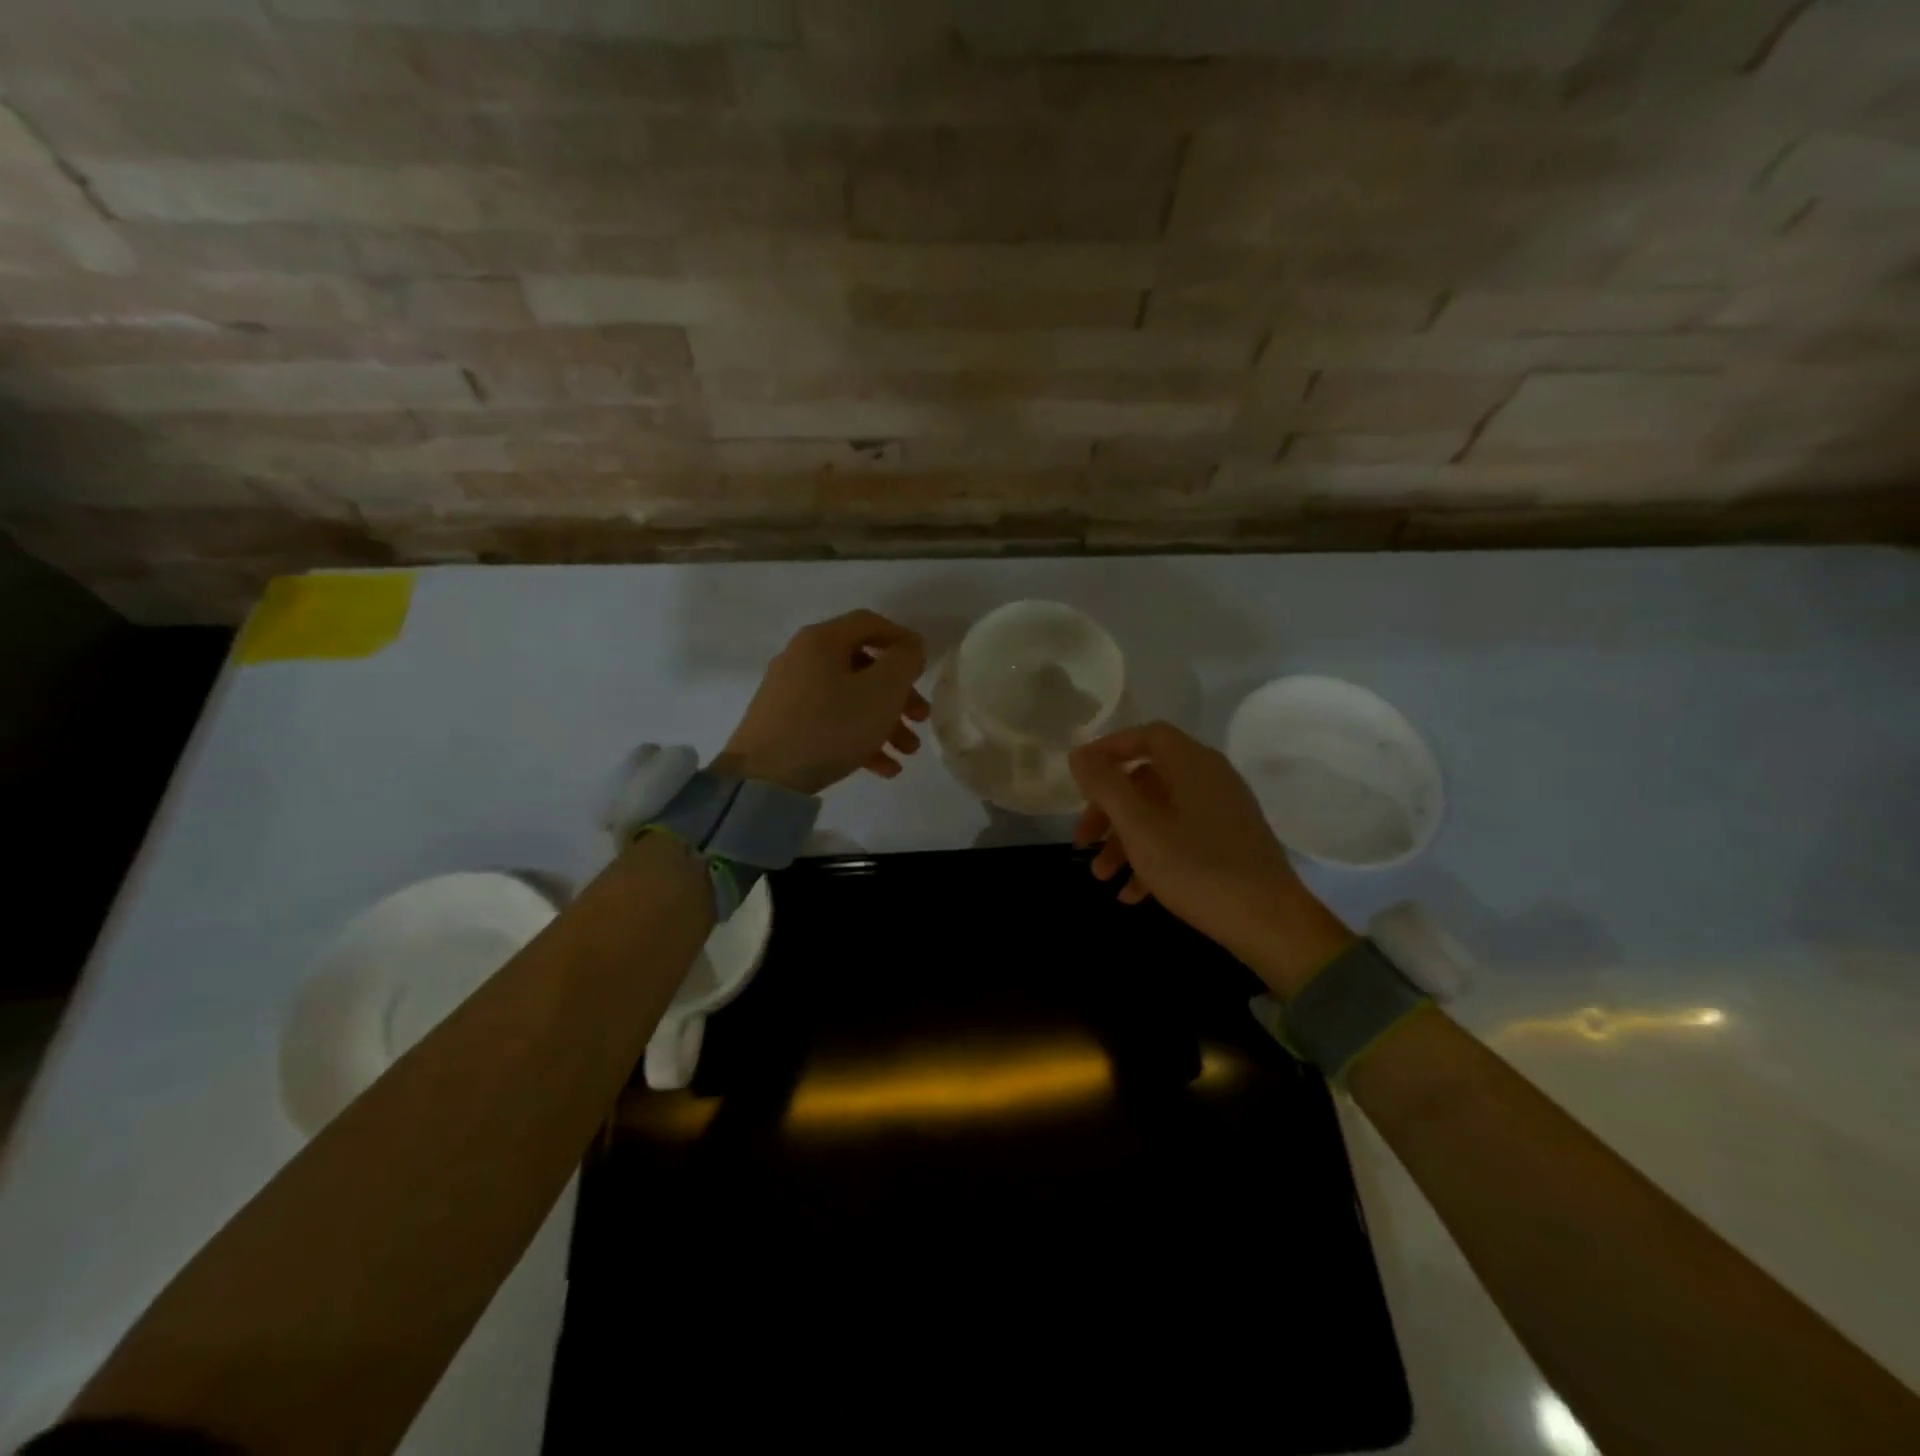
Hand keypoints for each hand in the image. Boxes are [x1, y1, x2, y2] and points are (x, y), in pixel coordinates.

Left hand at [718, 610, 930, 794]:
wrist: (764, 777)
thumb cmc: (831, 725)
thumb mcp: (881, 690)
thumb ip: (903, 662)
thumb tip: (909, 648)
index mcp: (822, 640)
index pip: (870, 623)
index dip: (903, 640)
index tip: (925, 666)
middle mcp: (802, 659)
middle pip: (862, 666)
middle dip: (898, 693)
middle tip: (921, 717)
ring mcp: (790, 694)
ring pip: (849, 699)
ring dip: (885, 722)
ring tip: (907, 752)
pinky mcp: (784, 726)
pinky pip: (831, 723)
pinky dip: (859, 739)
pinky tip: (884, 768)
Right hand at [1068, 722, 1353, 996]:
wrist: (1270, 923)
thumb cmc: (1197, 866)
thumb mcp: (1139, 826)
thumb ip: (1105, 785)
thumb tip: (1079, 754)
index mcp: (1192, 764)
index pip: (1146, 736)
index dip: (1109, 749)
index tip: (1079, 775)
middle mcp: (1210, 780)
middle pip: (1147, 780)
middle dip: (1109, 810)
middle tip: (1083, 840)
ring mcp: (1223, 813)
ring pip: (1161, 814)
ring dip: (1125, 841)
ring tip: (1102, 877)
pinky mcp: (1230, 845)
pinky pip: (1181, 839)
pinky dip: (1153, 858)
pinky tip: (1133, 895)